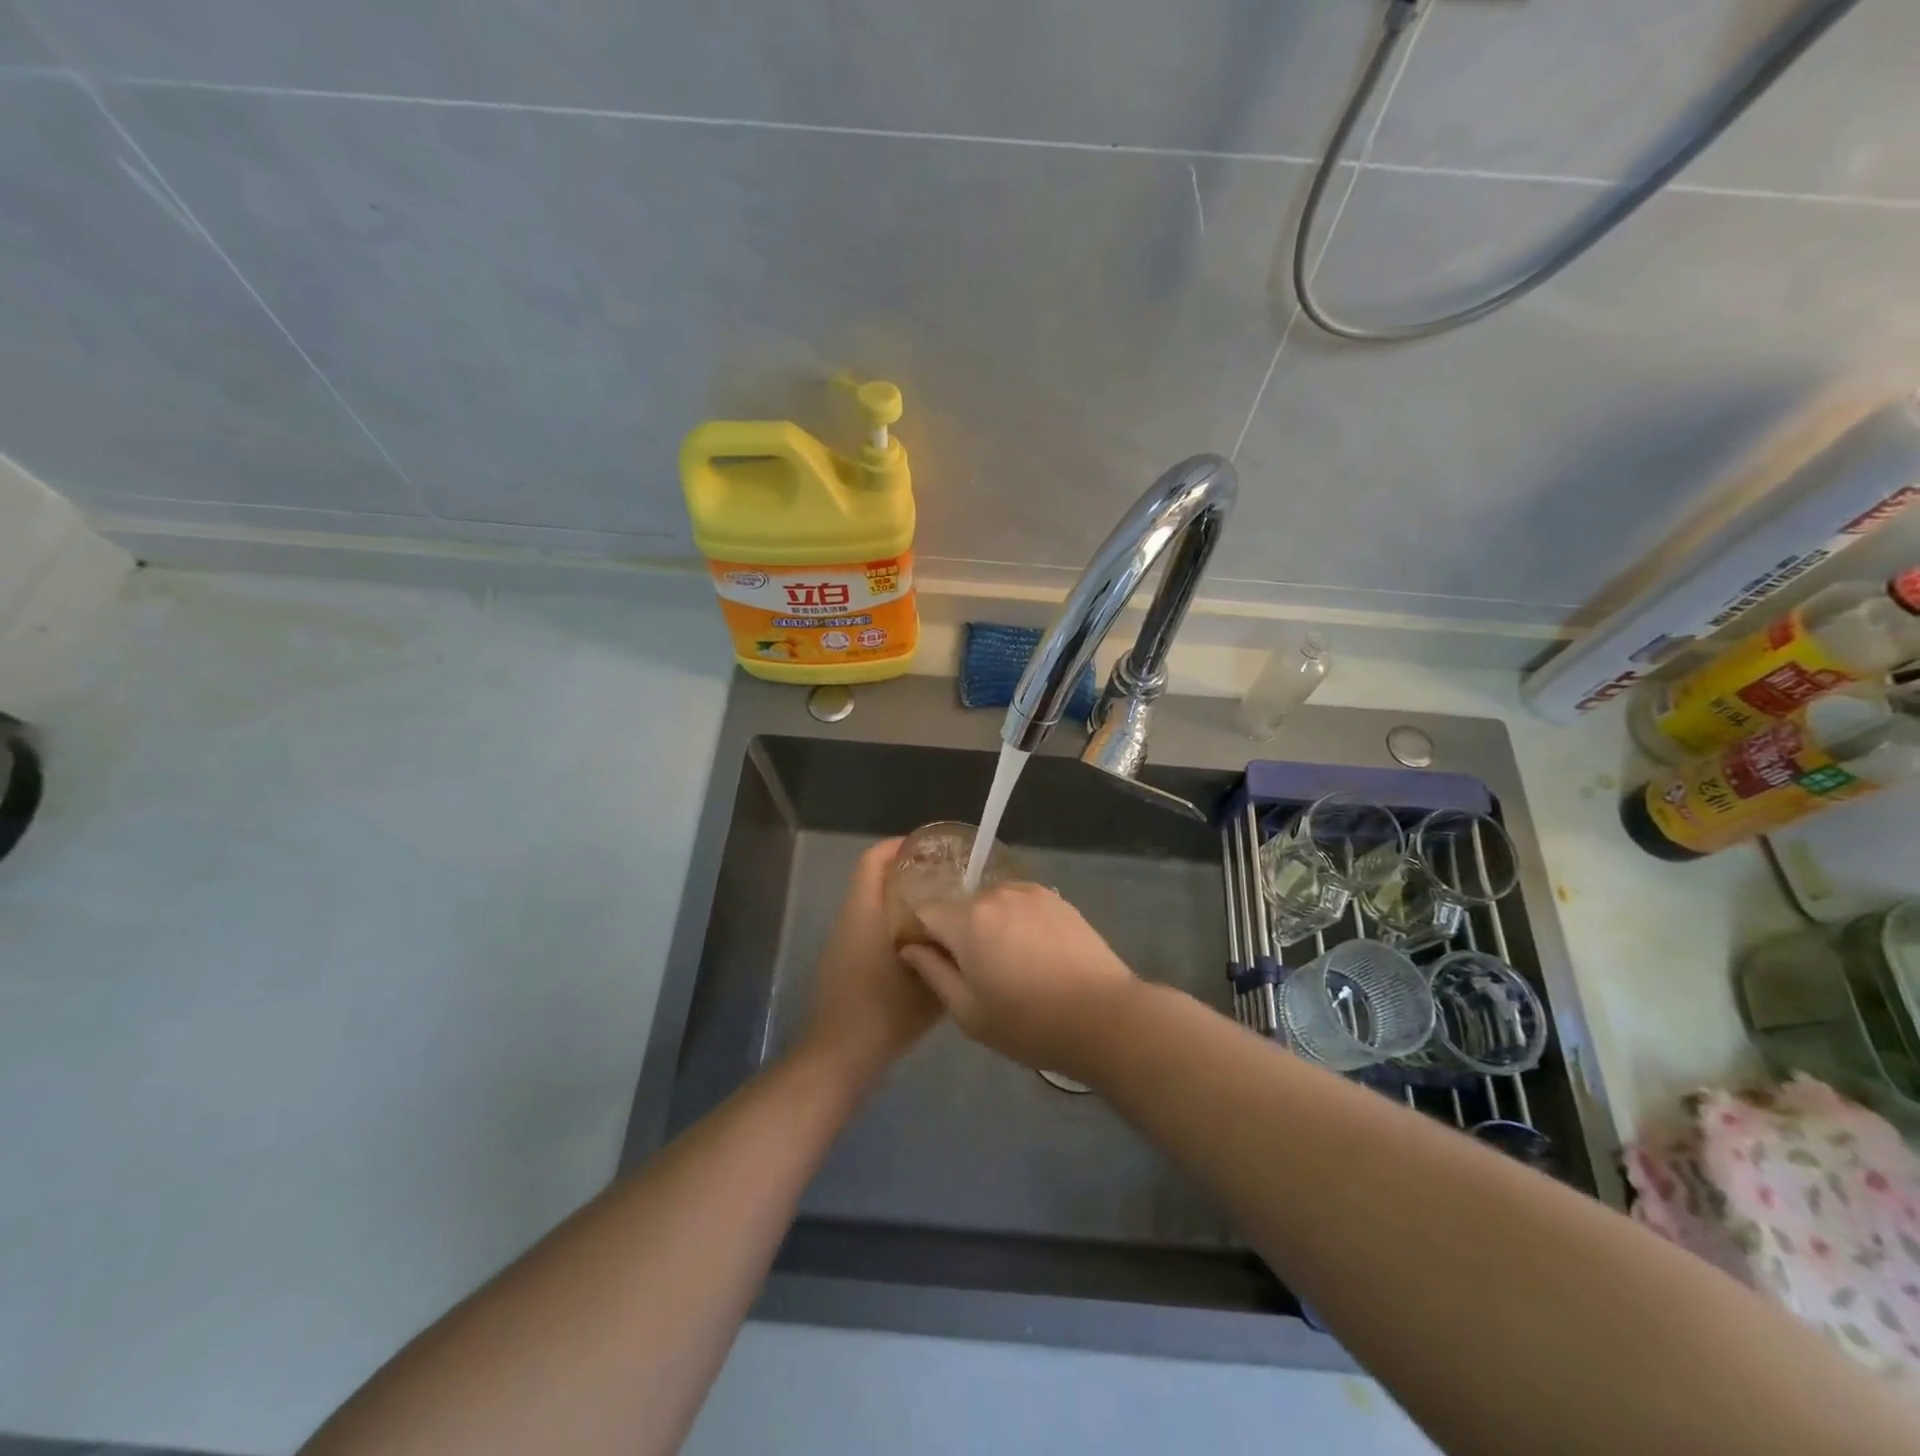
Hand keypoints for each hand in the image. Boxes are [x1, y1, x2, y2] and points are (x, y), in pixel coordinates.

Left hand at [797, 838, 942, 1088]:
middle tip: (946, 878)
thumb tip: (969, 934)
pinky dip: (892, 922)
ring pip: (871, 903)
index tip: (933, 849)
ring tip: (940, 909)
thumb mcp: (930, 985)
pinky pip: (868, 925)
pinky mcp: (842, 961)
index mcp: (865, 912)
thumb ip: (949, 955)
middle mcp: (850, 918)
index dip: (900, 846)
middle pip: (873, 878)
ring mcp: (842, 940)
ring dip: (900, 898)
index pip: (874, 860)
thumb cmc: (884, 1013)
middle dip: (907, 871)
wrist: (838, 1057)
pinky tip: (921, 943)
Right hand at [898, 883, 1136, 1073]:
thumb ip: (933, 973)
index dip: (925, 938)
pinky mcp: (1058, 899)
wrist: (1104, 1017)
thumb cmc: (1028, 1023)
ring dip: (992, 926)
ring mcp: (1031, 892)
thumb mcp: (968, 1012)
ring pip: (994, 904)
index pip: (926, 913)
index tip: (937, 964)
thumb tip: (910, 947)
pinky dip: (1020, 923)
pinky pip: (1022, 905)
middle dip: (961, 933)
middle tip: (980, 973)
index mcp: (968, 920)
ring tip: (1013, 965)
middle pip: (962, 908)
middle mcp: (997, 893)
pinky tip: (1037, 955)